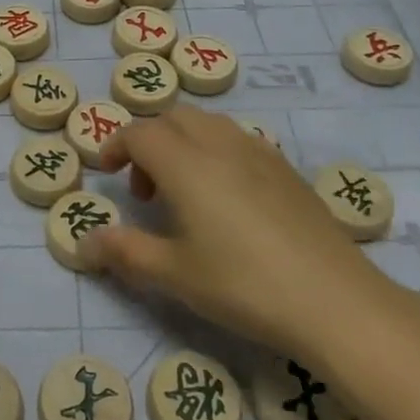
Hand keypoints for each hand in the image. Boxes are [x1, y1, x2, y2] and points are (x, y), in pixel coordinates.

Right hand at [79, 107, 381, 358]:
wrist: (335, 300)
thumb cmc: (243, 284)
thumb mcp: (174, 274)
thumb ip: (125, 252)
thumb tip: (84, 242)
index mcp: (186, 163)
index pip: (139, 133)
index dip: (116, 146)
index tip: (107, 174)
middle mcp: (220, 144)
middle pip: (173, 118)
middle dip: (148, 141)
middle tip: (144, 189)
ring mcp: (259, 152)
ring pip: (208, 124)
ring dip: (183, 142)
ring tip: (184, 191)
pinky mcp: (286, 169)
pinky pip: (238, 140)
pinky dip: (215, 151)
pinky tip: (226, 199)